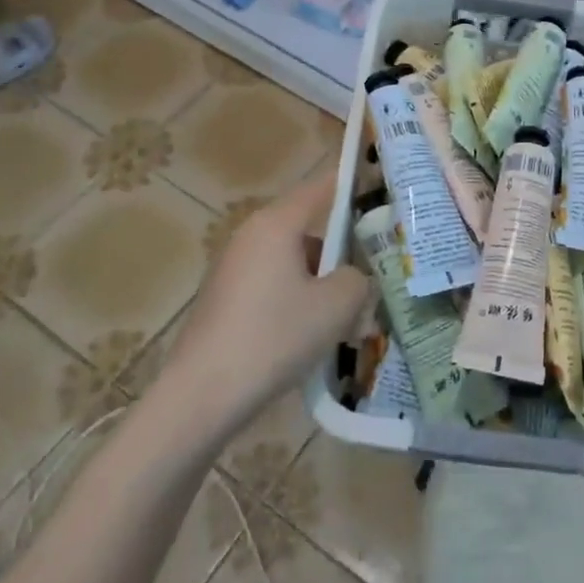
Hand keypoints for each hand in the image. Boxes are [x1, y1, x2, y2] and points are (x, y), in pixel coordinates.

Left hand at [166, 174, 369, 427]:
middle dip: (343, 251)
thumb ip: (358, 279)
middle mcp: (251, 235)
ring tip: (348, 320)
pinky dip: (297, 300)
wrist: (200, 396)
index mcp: (276, 224)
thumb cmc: (274, 337)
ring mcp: (233, 267)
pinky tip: (312, 338)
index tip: (382, 192)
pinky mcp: (225, 299)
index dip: (354, 186)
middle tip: (374, 276)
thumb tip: (354, 276)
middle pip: (309, 229)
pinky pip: (273, 286)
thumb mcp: (336, 306)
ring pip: (293, 262)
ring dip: (322, 282)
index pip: (323, 187)